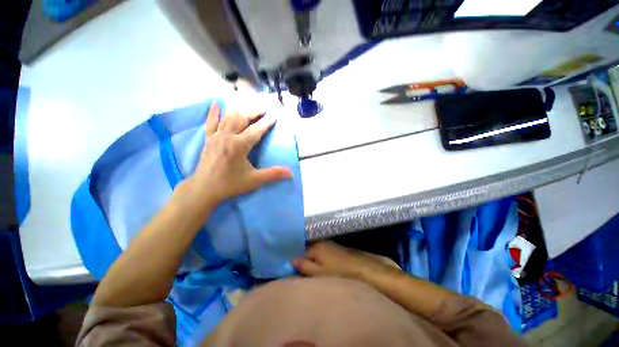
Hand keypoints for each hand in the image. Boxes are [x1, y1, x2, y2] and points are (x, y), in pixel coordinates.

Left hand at [178, 102, 292, 207]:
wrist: (204, 189)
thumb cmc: (230, 184)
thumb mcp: (254, 180)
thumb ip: (273, 174)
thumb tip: (291, 173)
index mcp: (239, 145)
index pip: (256, 130)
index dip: (266, 122)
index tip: (274, 115)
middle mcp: (227, 136)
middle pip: (242, 118)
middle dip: (254, 111)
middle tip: (264, 108)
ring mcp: (216, 136)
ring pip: (229, 117)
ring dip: (240, 110)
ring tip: (249, 108)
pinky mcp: (208, 139)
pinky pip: (211, 122)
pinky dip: (214, 113)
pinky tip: (216, 104)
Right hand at [293, 242, 399, 281]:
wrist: (366, 270)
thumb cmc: (340, 273)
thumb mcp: (319, 273)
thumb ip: (304, 266)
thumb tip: (291, 260)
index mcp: (316, 247)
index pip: (299, 252)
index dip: (295, 262)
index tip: (292, 271)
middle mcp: (322, 243)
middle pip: (308, 250)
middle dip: (304, 259)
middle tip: (301, 272)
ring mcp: (331, 245)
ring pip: (317, 252)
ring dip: (313, 260)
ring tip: (311, 272)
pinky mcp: (339, 249)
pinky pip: (325, 253)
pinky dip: (322, 260)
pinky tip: (323, 268)